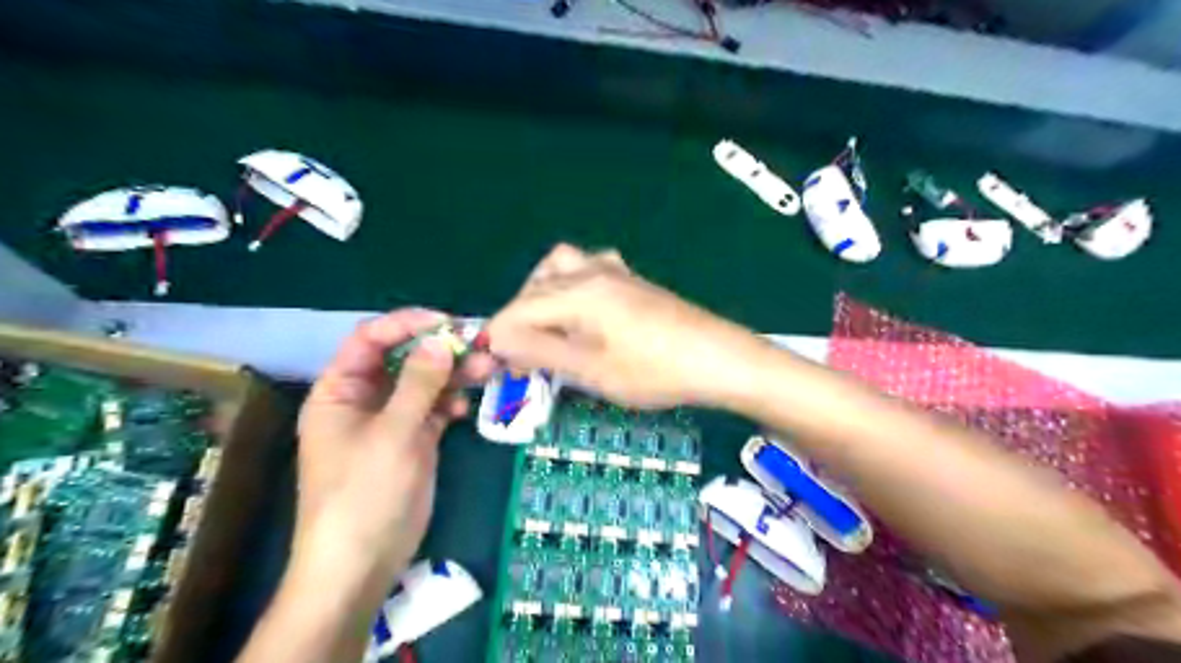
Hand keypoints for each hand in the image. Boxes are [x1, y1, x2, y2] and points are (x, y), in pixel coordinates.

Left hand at [300, 308, 496, 582]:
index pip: (370, 340)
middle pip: (404, 359)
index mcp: (340, 390)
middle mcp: (364, 399)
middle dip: (441, 350)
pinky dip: (450, 403)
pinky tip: (463, 409)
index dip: (406, 325)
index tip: (448, 323)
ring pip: (425, 383)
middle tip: (481, 345)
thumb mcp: (392, 433)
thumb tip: (441, 340)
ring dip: (454, 375)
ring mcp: (390, 421)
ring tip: (488, 369)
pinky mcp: (412, 440)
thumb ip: (419, 384)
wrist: (362, 563)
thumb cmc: (365, 493)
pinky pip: (433, 409)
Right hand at [487, 243, 766, 409]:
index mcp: (576, 293)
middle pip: (534, 287)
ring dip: (541, 296)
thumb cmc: (654, 371)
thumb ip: (540, 352)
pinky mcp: (631, 280)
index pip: (516, 310)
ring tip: (546, 329)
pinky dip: (570, 287)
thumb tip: (498, 341)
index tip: (494, 372)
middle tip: (521, 358)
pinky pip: (587, 269)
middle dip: (517, 321)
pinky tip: (583, 313)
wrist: (718, 359)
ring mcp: (614, 272)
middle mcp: (590, 272)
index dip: (498, 341)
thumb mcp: (591, 370)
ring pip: (559, 268)